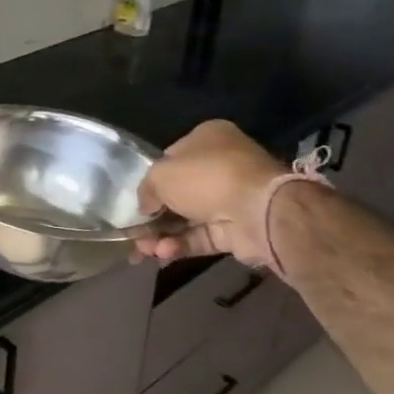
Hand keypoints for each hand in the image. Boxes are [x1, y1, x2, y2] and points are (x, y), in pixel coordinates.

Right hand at [132, 120, 284, 264]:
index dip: (151, 179)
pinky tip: (164, 253)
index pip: (171, 158)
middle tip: (133, 232)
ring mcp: (230, 199)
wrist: (259, 211)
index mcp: (207, 139)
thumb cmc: (206, 178)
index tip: (136, 198)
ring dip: (162, 235)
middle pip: (178, 192)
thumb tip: (145, 207)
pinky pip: (201, 236)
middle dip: (154, 215)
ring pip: (187, 218)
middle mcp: (221, 166)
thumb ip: (146, 190)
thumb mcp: (159, 175)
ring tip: (144, 250)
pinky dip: (180, 245)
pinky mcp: (236, 229)